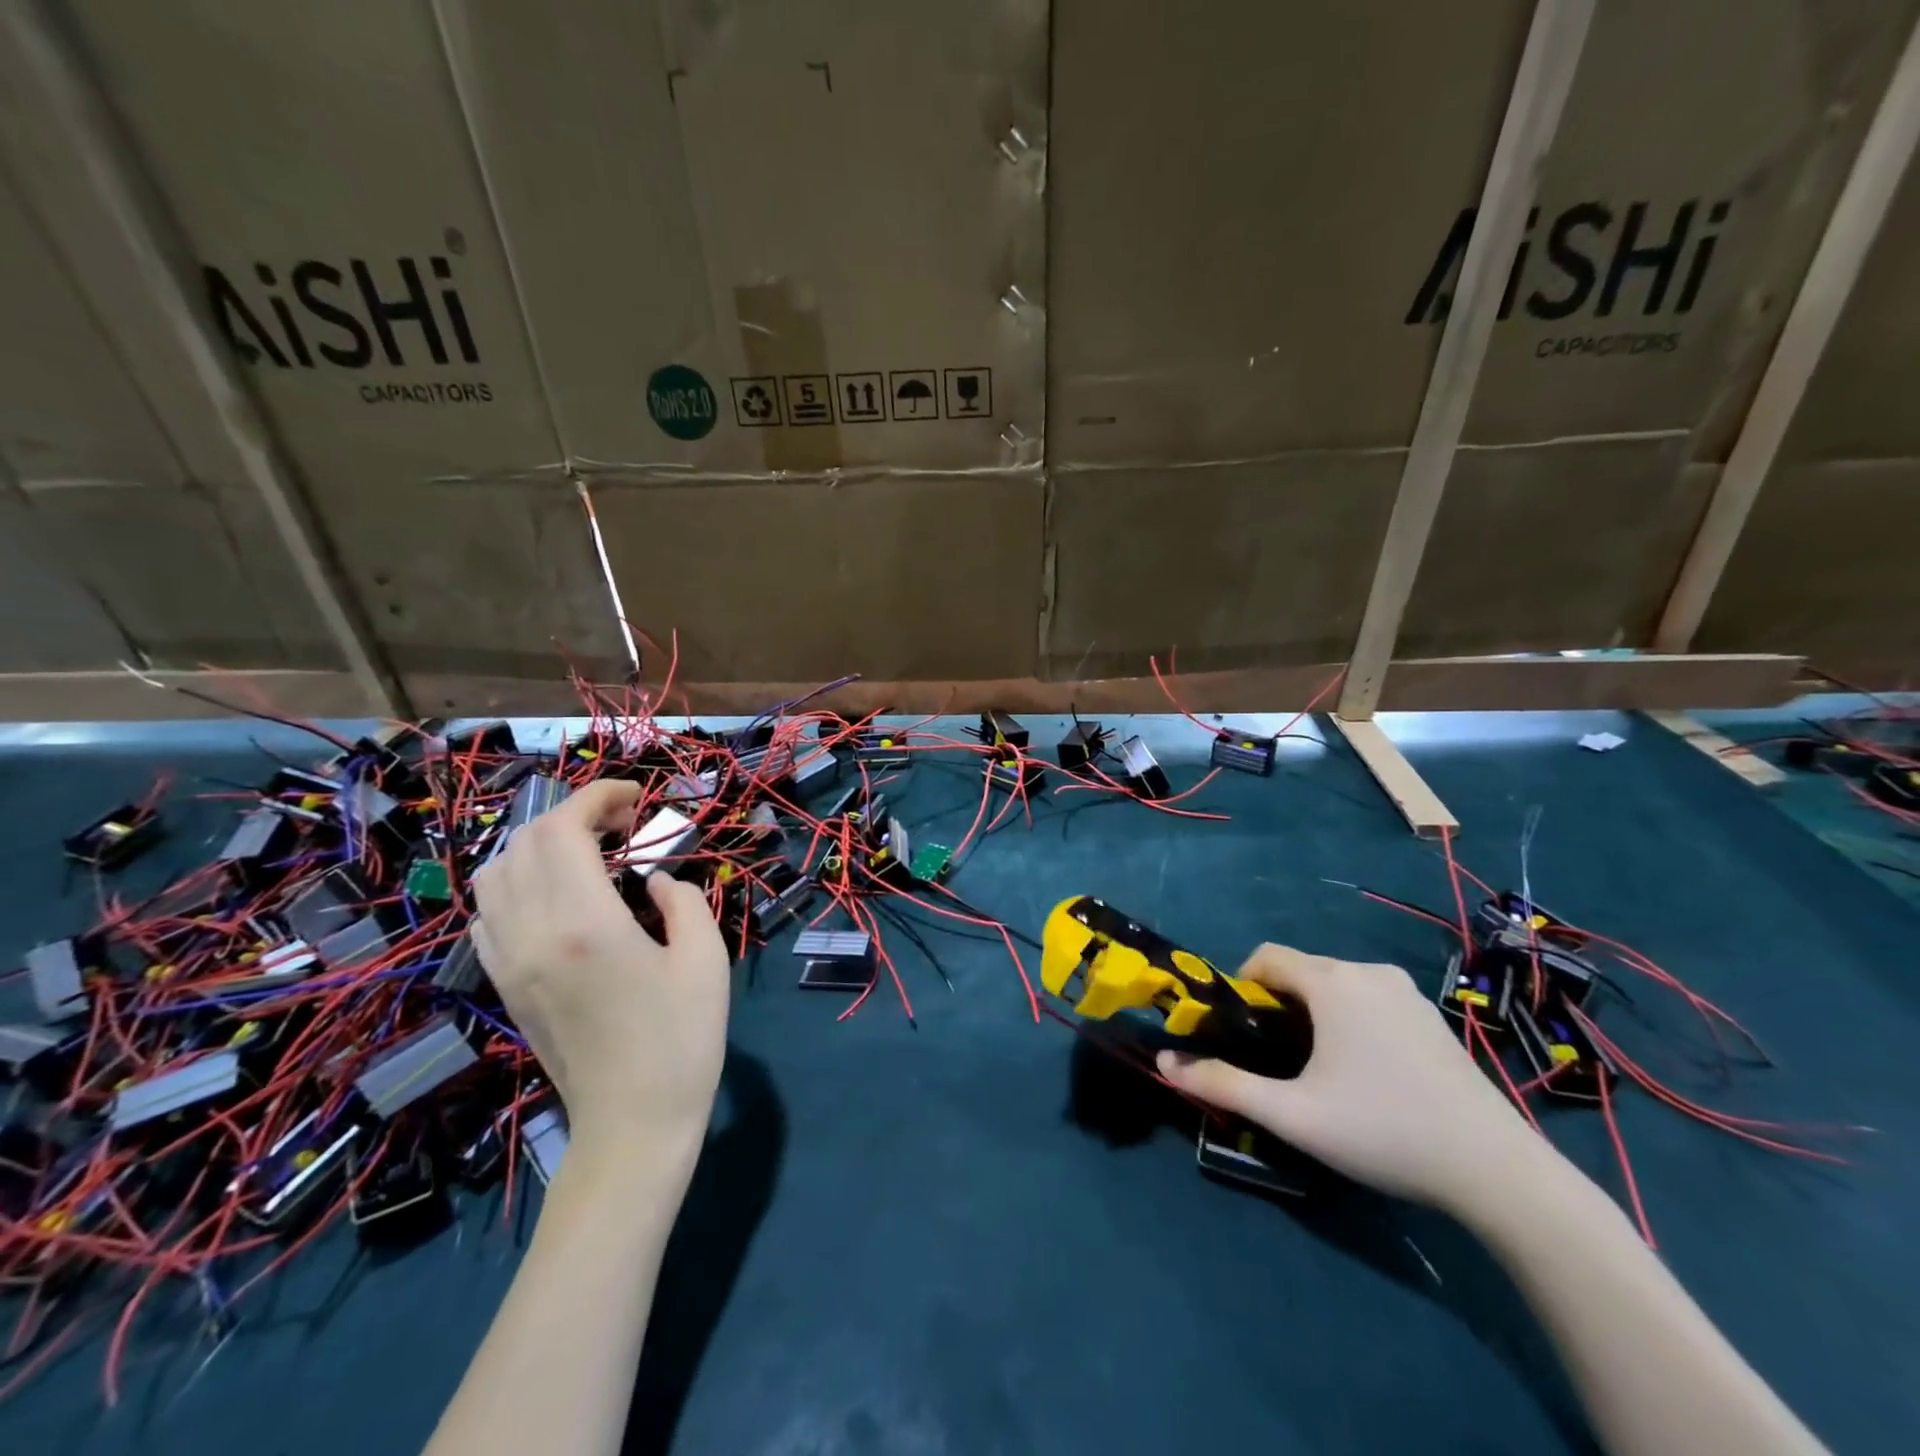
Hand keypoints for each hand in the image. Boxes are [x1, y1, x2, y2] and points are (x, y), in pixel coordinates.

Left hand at [471, 780, 729, 1174]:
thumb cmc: (682, 1039)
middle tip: (624, 824)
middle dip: (574, 814)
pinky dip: (518, 882)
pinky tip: (558, 895)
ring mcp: (508, 961)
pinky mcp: (504, 984)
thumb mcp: (705, 958)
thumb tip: (653, 880)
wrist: (633, 1124)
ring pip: (495, 873)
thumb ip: (681, 900)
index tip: (636, 796)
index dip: (597, 797)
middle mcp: (532, 933)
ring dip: (540, 844)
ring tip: (589, 852)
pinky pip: (488, 912)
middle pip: (526, 841)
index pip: (565, 829)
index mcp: (585, 923)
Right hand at [1158, 944, 1543, 1210]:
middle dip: (1276, 1004)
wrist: (1497, 1171)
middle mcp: (1367, 972)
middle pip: (1300, 970)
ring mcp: (1406, 992)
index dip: (1241, 988)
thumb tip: (1164, 1063)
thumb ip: (1223, 1084)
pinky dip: (1349, 1019)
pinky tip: (1365, 1073)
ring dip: (1313, 1012)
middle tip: (1276, 1059)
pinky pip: (1369, 999)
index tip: (1241, 1033)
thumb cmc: (1383, 1130)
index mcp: (1331, 981)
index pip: (1265, 957)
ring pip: (1335, 985)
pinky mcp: (1431, 1017)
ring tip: (1318, 1069)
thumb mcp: (1292, 1114)